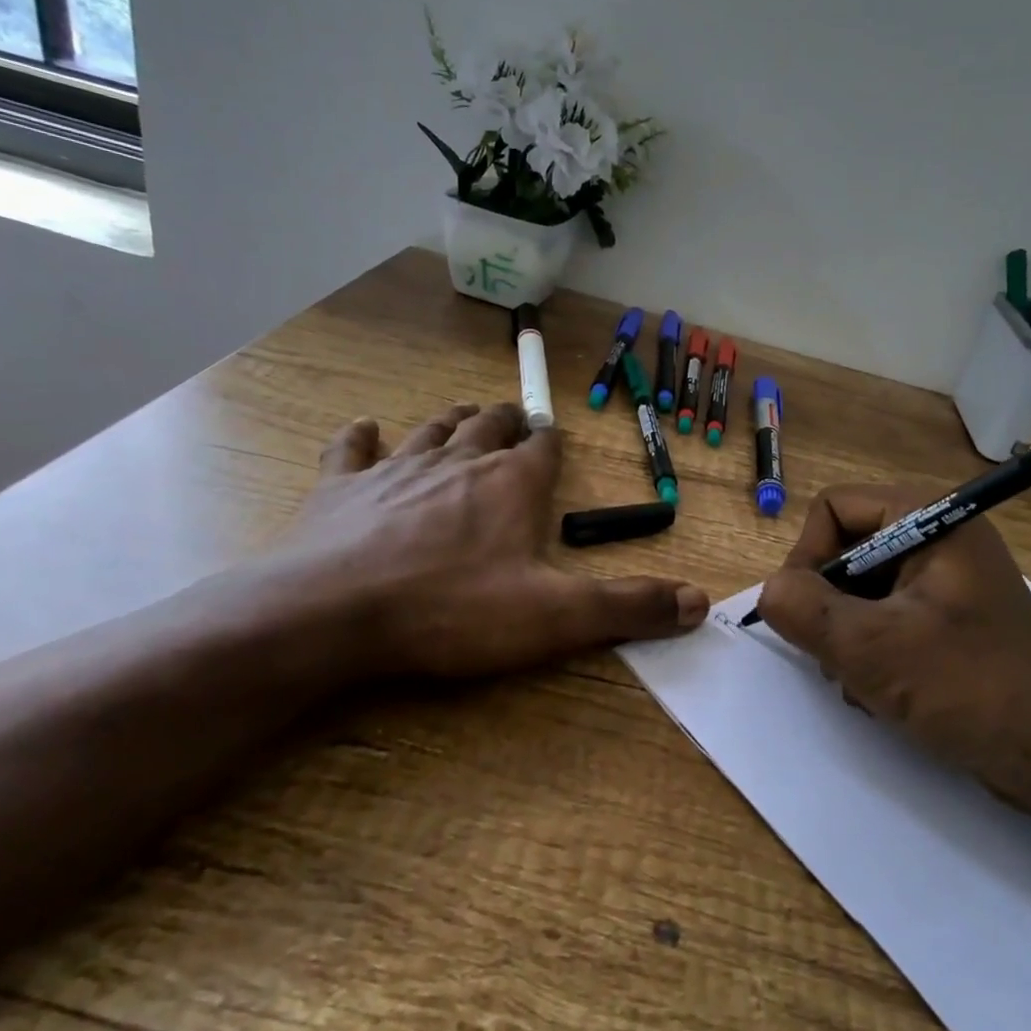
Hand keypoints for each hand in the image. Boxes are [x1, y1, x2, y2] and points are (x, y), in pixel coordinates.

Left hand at [247, 403, 707, 681]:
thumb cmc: (451, 610)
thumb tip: (699, 601)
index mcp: (510, 484)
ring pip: (431, 429)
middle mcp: (458, 462)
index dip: (552, 443)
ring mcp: (395, 468)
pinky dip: (361, 436)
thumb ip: (627, 607)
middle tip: (513, 421)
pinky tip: (364, 428)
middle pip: (488, 426)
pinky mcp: (340, 487)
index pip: (543, 448)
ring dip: (450, 420)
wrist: (331, 613)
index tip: (555, 440)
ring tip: (463, 413)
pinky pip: (352, 448)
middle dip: (505, 422)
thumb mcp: (553, 618)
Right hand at [757, 484, 1030, 812]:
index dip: (807, 555)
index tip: (803, 612)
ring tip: (862, 683)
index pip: (834, 507)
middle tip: (834, 655)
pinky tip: (882, 694)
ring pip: (863, 590)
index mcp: (931, 520)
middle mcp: (941, 539)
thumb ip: (803, 610)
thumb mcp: (872, 648)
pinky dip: (873, 652)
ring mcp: (950, 583)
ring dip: (847, 636)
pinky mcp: (954, 622)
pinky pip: (889, 618)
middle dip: (829, 605)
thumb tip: (771, 592)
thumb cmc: (971, 689)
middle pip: (847, 549)